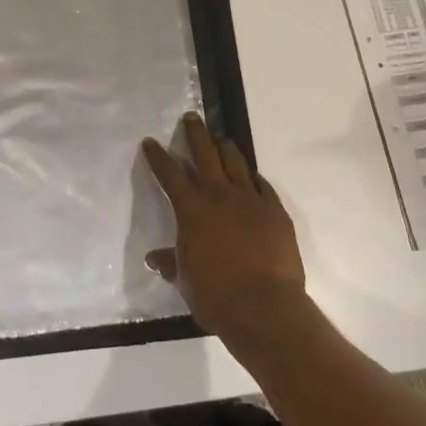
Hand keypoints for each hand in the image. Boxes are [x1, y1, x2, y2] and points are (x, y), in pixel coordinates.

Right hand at [142, 112, 307, 349]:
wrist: (264, 307)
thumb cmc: (216, 295)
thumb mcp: (185, 280)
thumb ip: (170, 263)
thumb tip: (154, 258)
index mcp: (192, 210)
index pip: (170, 175)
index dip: (158, 157)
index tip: (151, 141)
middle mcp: (220, 196)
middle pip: (206, 154)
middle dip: (195, 134)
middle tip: (191, 118)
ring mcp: (250, 200)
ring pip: (236, 162)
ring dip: (226, 148)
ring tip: (221, 139)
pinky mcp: (275, 211)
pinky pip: (262, 185)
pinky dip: (254, 178)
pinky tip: (252, 176)